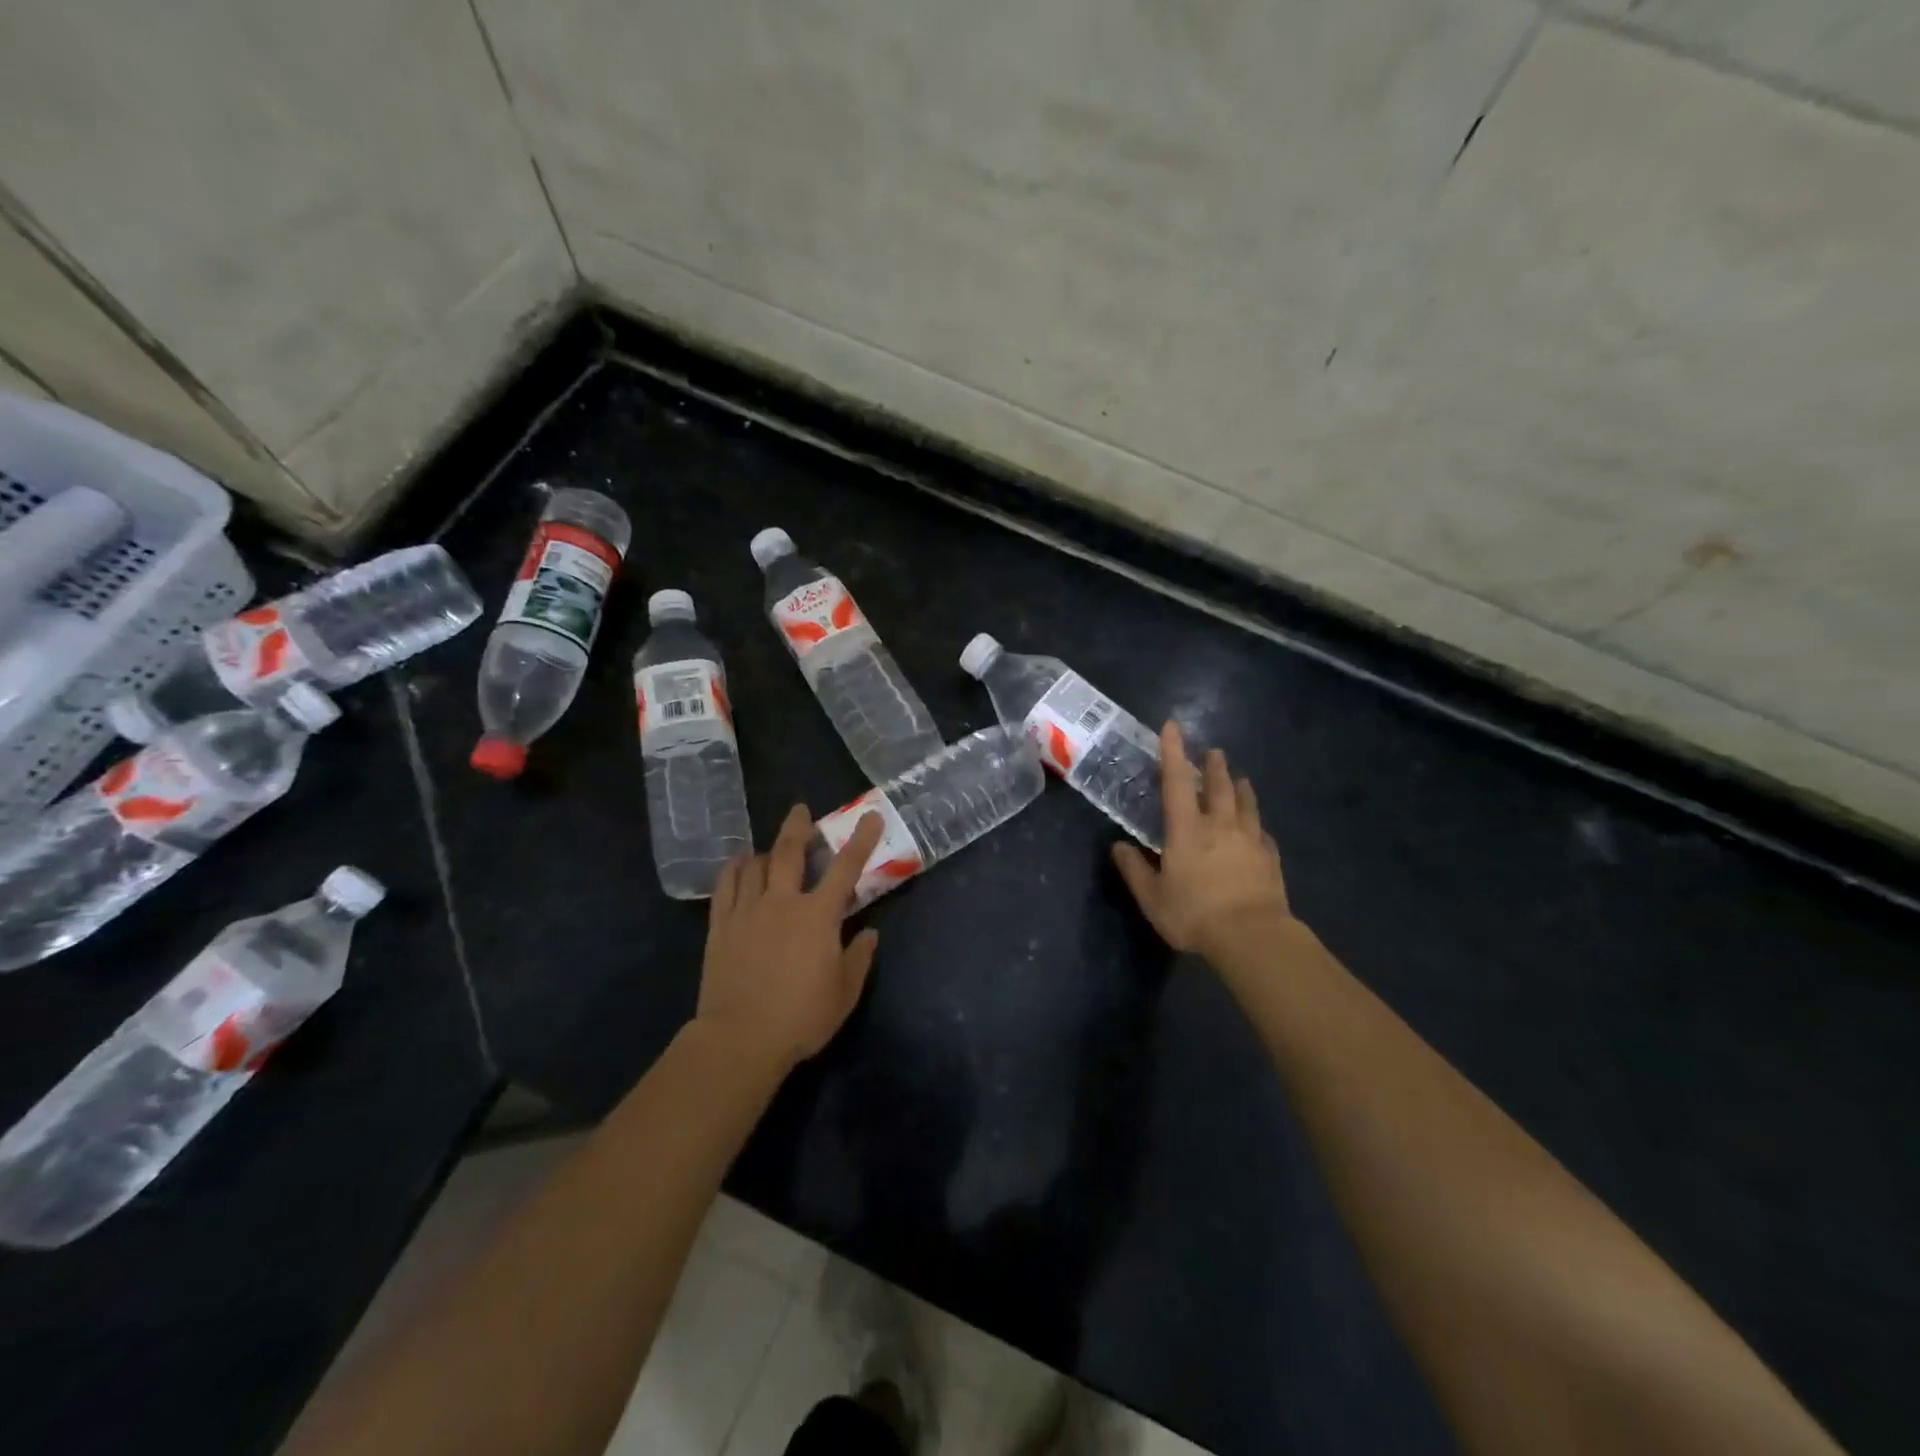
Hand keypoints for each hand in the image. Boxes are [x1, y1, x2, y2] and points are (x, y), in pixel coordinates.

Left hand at [697, 804, 884, 1070]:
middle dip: (798, 827)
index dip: (861, 840)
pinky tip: (738, 864)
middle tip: (801, 810)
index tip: (870, 816)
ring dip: (766, 849)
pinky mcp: (720, 926)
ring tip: (770, 845)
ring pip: (755, 865)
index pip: (845, 868)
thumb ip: (859, 958)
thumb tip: (869, 933)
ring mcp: (747, 911)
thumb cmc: (801, 1017)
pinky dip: (733, 869)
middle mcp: (782, 902)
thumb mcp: (844, 992)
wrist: (740, 1039)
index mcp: (818, 916)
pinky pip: (725, 886)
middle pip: (789, 852)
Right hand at [1112, 722, 1293, 956]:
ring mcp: (1249, 840)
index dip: (1173, 751)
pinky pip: (1263, 834)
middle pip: (1218, 786)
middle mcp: (1220, 826)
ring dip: (1241, 788)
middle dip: (1214, 766)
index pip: (1177, 781)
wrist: (1252, 937)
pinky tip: (1259, 828)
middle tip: (1213, 751)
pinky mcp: (1270, 859)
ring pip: (1246, 804)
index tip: (1172, 726)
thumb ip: (1134, 870)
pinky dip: (1257, 825)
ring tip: (1241, 778)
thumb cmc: (1194, 914)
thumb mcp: (1152, 897)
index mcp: (1187, 829)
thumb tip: (1118, 847)